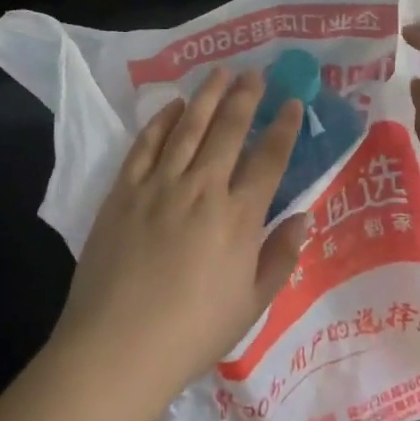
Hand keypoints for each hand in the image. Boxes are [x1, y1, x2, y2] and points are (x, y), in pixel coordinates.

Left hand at [50, 68, 308, 420]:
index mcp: (238, 217)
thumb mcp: (251, 305)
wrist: (117, 347)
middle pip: (228, 129)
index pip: (269, 158)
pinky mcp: (124, 190)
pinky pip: (146, 144)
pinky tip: (173, 105)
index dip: (283, 127)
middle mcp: (202, 189)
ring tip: (220, 73)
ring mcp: (159, 185)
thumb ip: (280, 257)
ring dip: (207, 95)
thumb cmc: (192, 334)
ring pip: (189, 126)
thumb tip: (302, 217)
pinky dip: (162, 120)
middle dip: (245, 97)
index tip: (291, 102)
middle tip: (255, 74)